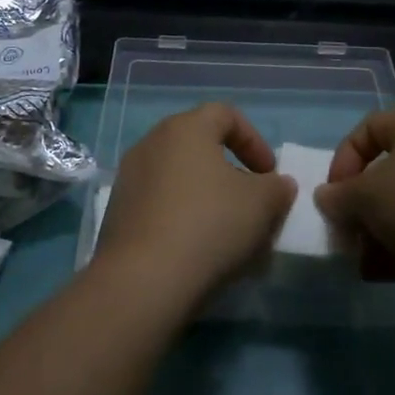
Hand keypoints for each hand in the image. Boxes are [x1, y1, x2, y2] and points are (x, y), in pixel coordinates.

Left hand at [96, 103, 295, 314]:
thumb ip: (276, 188)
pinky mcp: (117, 213)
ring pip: (178, 177)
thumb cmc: (210, 224)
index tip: (269, 174)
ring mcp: (129, 178)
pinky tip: (196, 249)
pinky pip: (159, 204)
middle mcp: (152, 143)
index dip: (254, 140)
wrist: (144, 280)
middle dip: (230, 171)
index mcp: (185, 128)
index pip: (225, 114)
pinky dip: (181, 216)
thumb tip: (278, 184)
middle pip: (199, 146)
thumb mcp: (262, 204)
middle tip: (250, 201)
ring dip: (205, 196)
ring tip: (226, 231)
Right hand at [314, 110, 394, 304]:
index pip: (370, 127)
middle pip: (389, 172)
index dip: (345, 157)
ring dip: (379, 233)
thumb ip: (340, 197)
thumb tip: (325, 197)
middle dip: (362, 204)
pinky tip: (381, 275)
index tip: (335, 192)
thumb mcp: (367, 197)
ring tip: (360, 260)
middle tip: (346, 231)